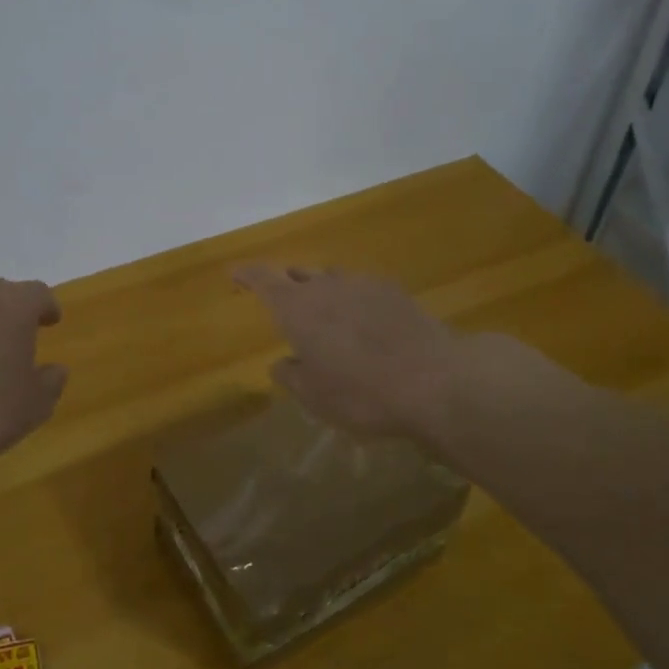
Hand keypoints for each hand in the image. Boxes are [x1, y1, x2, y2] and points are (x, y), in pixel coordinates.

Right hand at [233, 265, 465, 440]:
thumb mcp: (314, 396)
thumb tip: (282, 363)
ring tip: (327, 314)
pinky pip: (363, 288)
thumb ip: (290, 375)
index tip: (235, 273)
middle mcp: (326, 286)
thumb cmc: (360, 392)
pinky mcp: (395, 291)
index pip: (262, 279)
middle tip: (284, 301)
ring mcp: (363, 284)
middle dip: (286, 284)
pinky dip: (354, 299)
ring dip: (322, 291)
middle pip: (298, 274)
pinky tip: (366, 322)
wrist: (433, 379)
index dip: (246, 275)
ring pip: (332, 278)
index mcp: (296, 308)